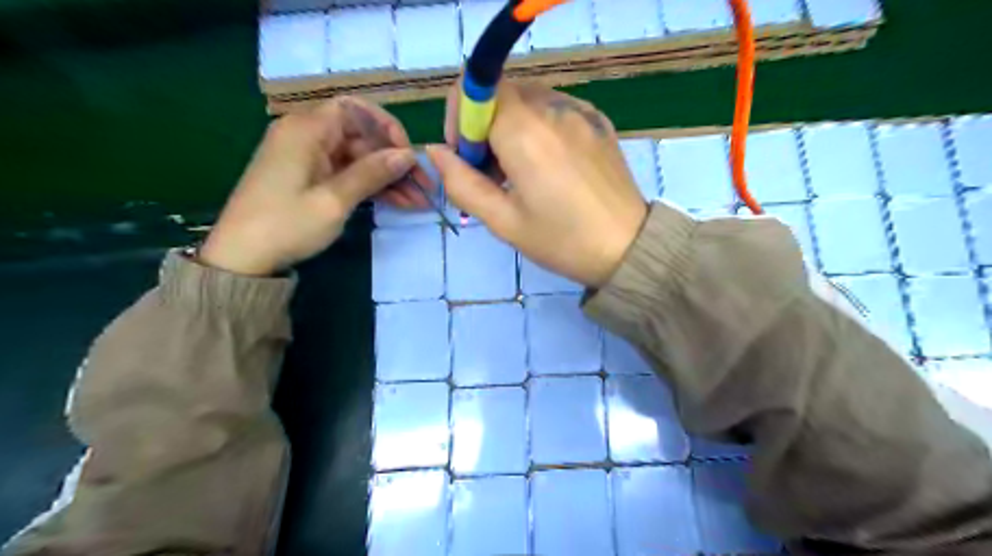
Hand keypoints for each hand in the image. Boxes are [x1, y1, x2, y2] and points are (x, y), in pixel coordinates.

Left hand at [202, 97, 430, 275]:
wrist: (242, 258)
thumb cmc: (286, 225)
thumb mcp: (334, 200)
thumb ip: (372, 173)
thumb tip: (408, 154)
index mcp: (306, 130)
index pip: (354, 109)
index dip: (385, 126)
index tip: (407, 153)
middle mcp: (307, 136)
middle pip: (361, 136)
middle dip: (394, 160)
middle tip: (423, 186)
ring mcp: (309, 159)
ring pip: (359, 158)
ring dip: (388, 178)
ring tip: (417, 201)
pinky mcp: (310, 178)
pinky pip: (348, 174)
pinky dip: (371, 187)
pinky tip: (398, 203)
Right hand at [428, 85, 647, 288]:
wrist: (628, 248)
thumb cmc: (561, 240)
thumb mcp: (502, 220)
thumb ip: (460, 183)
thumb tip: (435, 152)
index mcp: (525, 131)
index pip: (473, 89)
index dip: (459, 120)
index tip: (467, 160)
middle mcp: (553, 107)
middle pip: (500, 94)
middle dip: (484, 127)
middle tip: (493, 174)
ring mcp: (580, 111)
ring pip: (527, 100)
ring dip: (511, 127)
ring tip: (522, 173)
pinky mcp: (598, 120)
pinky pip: (555, 109)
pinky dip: (539, 128)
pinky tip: (550, 166)